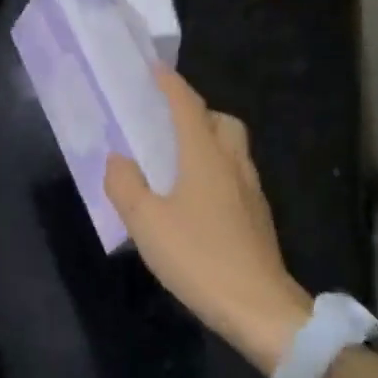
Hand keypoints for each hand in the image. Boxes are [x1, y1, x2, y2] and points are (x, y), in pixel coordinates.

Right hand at [104, 70, 311, 374]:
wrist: (260, 309)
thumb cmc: (199, 257)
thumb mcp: (146, 223)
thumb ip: (126, 185)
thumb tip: (117, 159)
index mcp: (205, 156)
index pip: (188, 106)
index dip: (170, 84)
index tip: (155, 68)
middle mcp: (232, 164)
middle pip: (222, 121)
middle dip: (197, 112)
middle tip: (168, 123)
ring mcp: (251, 191)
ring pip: (232, 148)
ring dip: (209, 141)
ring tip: (177, 160)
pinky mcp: (258, 217)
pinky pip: (235, 175)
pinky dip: (216, 170)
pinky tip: (196, 198)